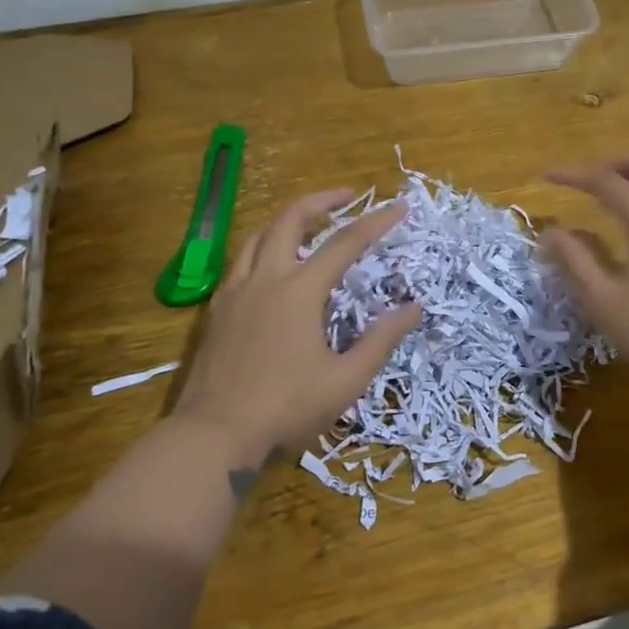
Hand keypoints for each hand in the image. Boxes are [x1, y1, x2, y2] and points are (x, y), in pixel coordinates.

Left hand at [173, 190, 421, 465]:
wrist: (215, 433)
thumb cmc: (286, 407)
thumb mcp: (346, 379)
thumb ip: (381, 339)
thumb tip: (413, 308)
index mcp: (299, 291)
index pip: (345, 242)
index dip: (376, 222)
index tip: (400, 207)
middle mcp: (265, 278)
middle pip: (290, 218)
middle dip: (321, 199)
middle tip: (346, 195)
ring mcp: (235, 291)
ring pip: (258, 234)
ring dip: (287, 220)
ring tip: (309, 224)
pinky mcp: (217, 309)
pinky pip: (240, 261)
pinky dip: (262, 247)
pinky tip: (272, 267)